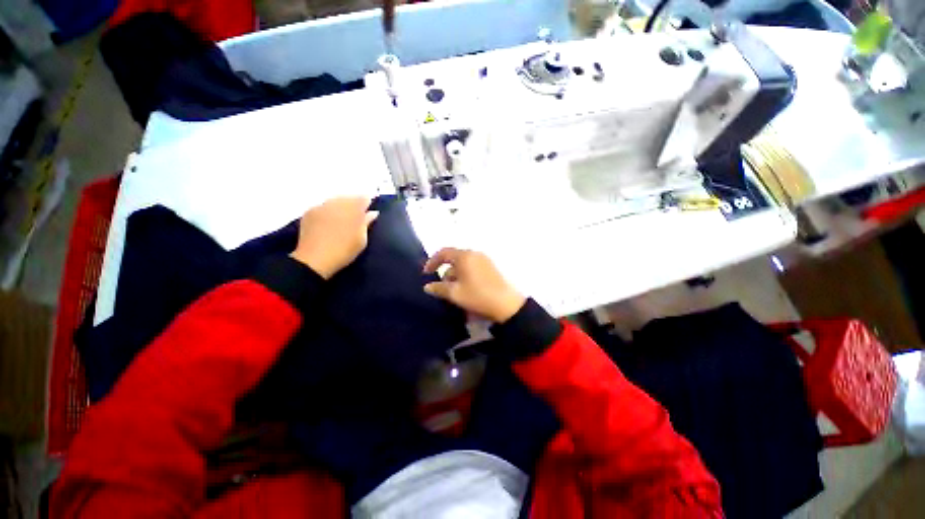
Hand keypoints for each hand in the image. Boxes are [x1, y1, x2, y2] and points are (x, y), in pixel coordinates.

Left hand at [290, 197, 378, 278]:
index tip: (369, 212)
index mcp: (353, 208)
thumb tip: (373, 212)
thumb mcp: (362, 239)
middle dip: (354, 204)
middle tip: (357, 217)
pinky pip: (323, 206)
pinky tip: (329, 222)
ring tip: (343, 219)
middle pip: (349, 197)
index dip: (368, 203)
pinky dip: (328, 211)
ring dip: (341, 207)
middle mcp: (337, 202)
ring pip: (335, 201)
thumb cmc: (344, 251)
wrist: (314, 260)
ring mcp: (322, 206)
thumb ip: (367, 223)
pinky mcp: (309, 212)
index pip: (364, 198)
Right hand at [423, 248, 525, 322]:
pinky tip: (466, 289)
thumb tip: (427, 286)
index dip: (432, 262)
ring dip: (455, 275)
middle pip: (454, 259)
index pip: (443, 253)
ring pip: (464, 264)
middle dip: (445, 272)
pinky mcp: (491, 267)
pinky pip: (473, 267)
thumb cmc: (477, 296)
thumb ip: (439, 288)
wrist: (506, 304)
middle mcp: (474, 254)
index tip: (426, 273)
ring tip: (454, 291)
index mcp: (464, 256)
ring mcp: (484, 260)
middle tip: (442, 287)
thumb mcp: (455, 294)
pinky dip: (465, 275)